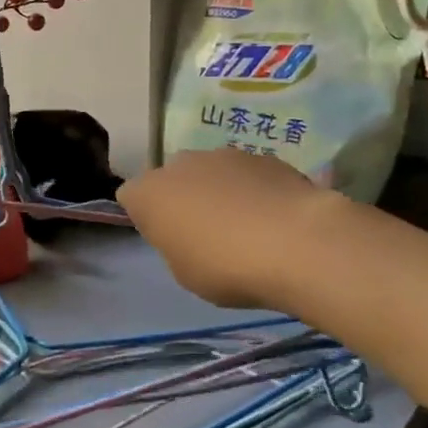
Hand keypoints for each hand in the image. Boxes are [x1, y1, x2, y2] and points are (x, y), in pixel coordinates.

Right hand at [118, 149, 327, 307]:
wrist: (297, 243)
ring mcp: (223, 154)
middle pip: (171, 179)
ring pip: (210, 173)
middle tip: (205, 234)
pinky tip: (275, 219)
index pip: (130, 197)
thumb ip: (176, 245)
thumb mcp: (184, 272)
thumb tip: (188, 232)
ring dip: (219, 192)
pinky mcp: (264, 156)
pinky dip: (253, 190)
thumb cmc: (226, 267)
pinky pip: (247, 175)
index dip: (147, 218)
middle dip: (182, 199)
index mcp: (148, 193)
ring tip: (247, 227)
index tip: (167, 240)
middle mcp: (179, 164)